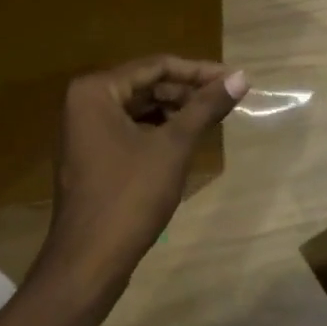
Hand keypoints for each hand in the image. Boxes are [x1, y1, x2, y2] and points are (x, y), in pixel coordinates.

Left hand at [36, 56, 249, 296]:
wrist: (90, 259)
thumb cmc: (130, 196)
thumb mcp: (173, 147)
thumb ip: (205, 107)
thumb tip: (242, 77)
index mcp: (96, 91)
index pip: (156, 66)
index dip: (200, 71)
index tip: (236, 78)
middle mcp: (84, 102)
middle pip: (146, 84)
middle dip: (188, 91)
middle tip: (229, 99)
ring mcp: (85, 130)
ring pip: (140, 108)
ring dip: (176, 111)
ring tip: (214, 117)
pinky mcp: (92, 154)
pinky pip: (130, 129)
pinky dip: (159, 131)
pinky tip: (187, 139)